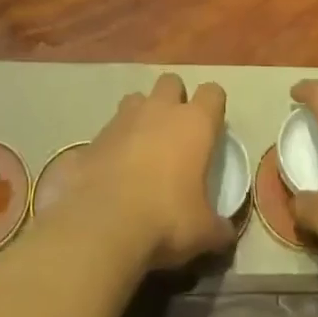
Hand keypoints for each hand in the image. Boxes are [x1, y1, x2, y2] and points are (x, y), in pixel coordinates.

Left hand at [66, 73, 235, 271]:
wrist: (102, 226)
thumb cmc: (166, 219)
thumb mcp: (203, 232)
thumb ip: (218, 227)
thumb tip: (226, 233)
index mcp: (193, 124)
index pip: (212, 93)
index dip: (213, 106)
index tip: (212, 128)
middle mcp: (158, 110)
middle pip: (171, 83)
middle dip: (174, 99)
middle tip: (176, 132)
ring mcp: (121, 120)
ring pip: (135, 100)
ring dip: (140, 116)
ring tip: (141, 147)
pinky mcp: (91, 139)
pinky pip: (104, 134)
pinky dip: (109, 148)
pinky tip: (109, 174)